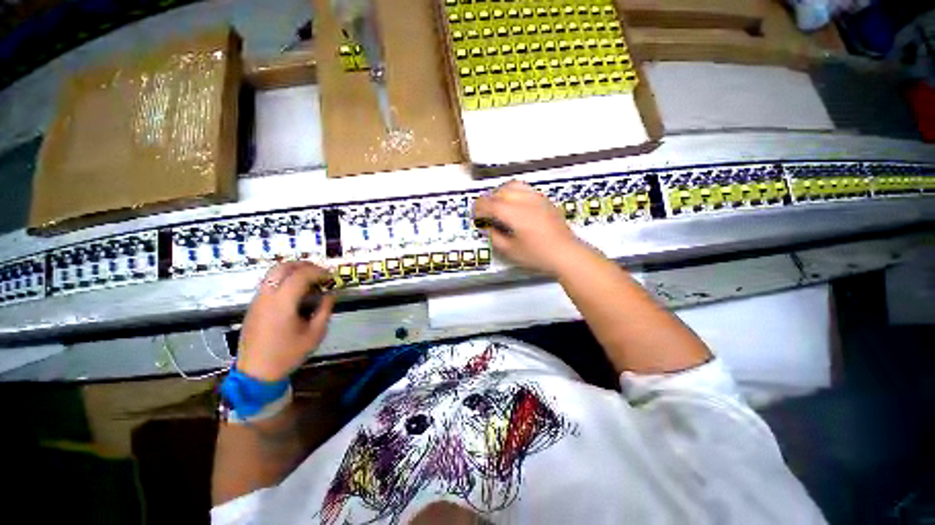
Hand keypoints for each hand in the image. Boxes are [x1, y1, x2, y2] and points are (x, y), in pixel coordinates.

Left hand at [236, 262, 335, 381]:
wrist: (257, 369)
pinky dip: (282, 280)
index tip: (330, 277)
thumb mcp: (312, 338)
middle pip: (285, 266)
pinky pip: (268, 282)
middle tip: (318, 274)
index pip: (302, 274)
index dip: (318, 272)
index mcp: (283, 300)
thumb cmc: (286, 355)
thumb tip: (330, 296)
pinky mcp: (253, 303)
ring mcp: (258, 296)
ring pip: (274, 272)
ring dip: (291, 271)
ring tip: (305, 282)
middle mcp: (268, 292)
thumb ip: (323, 313)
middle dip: (304, 266)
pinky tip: (291, 294)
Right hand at [473, 180, 585, 275]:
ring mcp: (535, 197)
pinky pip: (525, 189)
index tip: (475, 216)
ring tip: (499, 205)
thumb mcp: (511, 251)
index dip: (478, 209)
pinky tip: (515, 204)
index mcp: (512, 212)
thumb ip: (495, 237)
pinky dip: (514, 192)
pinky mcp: (545, 200)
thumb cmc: (538, 255)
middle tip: (484, 213)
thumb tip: (488, 227)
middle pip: (499, 192)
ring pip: (512, 186)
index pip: (488, 203)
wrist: (566, 253)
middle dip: (488, 200)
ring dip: (501, 193)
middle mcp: (523, 199)